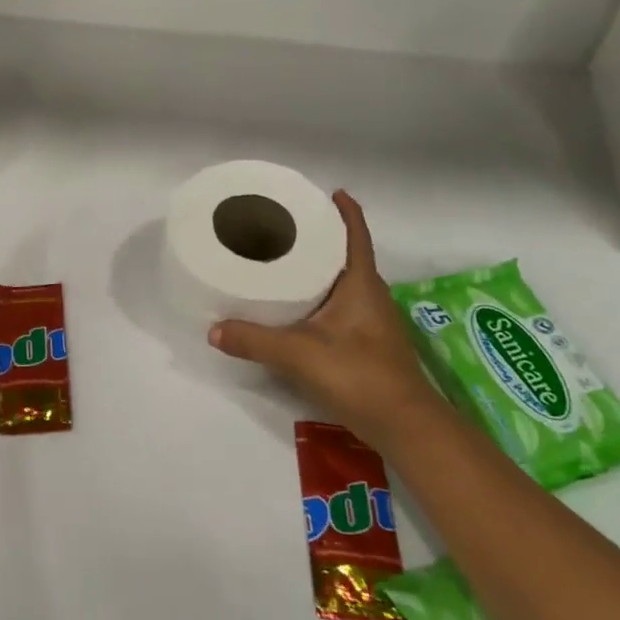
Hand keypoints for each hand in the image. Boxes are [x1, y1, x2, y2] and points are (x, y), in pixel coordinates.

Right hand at [209, 191, 434, 430]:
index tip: (328, 192)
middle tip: (287, 226)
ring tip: (286, 262)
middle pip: (348, 255)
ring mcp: (374, 322)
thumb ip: (254, 340)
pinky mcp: (369, 345)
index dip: (346, 211)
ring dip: (323, 270)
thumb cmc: (359, 375)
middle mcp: (372, 296)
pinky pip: (343, 307)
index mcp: (362, 284)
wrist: (407, 427)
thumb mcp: (299, 354)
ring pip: (346, 283)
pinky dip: (323, 298)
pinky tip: (299, 309)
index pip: (356, 235)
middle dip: (324, 238)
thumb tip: (213, 329)